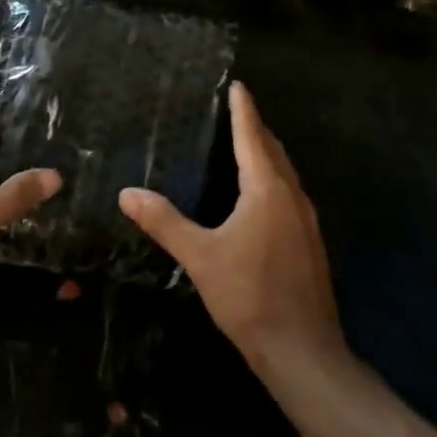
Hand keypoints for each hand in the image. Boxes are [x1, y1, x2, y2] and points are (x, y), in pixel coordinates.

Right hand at [120, 82, 343, 375]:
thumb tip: (127, 193)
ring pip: (285, 173)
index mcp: (267, 190)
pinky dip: (273, 179)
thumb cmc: (249, 296)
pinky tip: (259, 196)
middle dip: (255, 128)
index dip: (243, 109)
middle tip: (236, 109)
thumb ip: (164, 222)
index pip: (252, 137)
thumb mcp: (200, 257)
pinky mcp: (310, 242)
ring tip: (245, 144)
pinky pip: (289, 194)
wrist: (303, 350)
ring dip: (266, 154)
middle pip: (273, 150)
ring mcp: (306, 220)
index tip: (238, 85)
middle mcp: (291, 196)